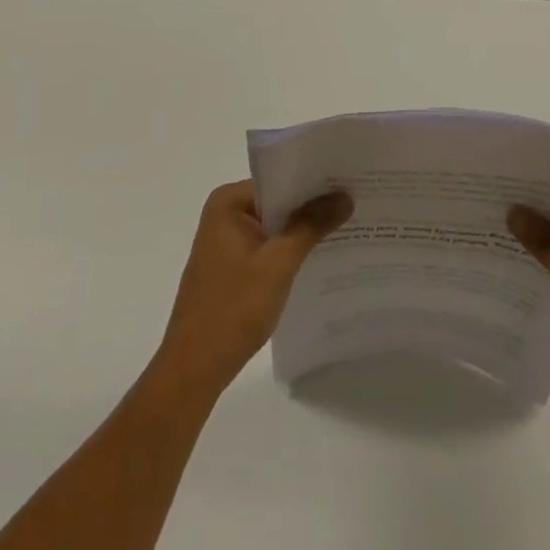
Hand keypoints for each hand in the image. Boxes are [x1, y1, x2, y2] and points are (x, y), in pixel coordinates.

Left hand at [152, 181, 351, 396]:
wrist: (194, 369)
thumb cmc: (233, 308)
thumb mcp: (279, 263)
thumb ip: (311, 225)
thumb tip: (345, 195)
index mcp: (228, 202)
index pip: (279, 180)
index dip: (314, 182)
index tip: (349, 182)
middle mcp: (224, 214)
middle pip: (277, 202)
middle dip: (312, 207)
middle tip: (355, 203)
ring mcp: (226, 242)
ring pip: (274, 227)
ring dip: (303, 231)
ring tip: (347, 228)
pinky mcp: (231, 268)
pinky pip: (267, 248)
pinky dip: (290, 252)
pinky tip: (320, 258)